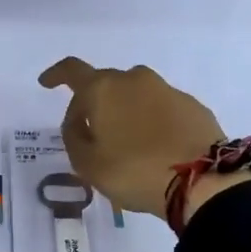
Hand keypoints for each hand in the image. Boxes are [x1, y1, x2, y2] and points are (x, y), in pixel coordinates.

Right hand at [37, 58, 226, 218]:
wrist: (203, 181)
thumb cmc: (135, 171)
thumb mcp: (88, 164)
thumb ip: (74, 138)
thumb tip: (78, 122)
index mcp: (103, 89)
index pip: (72, 71)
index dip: (56, 75)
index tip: (46, 83)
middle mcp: (134, 80)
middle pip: (105, 84)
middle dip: (93, 104)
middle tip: (90, 134)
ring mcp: (167, 90)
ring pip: (135, 95)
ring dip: (125, 112)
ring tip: (126, 145)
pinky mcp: (192, 106)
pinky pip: (161, 108)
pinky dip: (151, 121)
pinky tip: (155, 147)